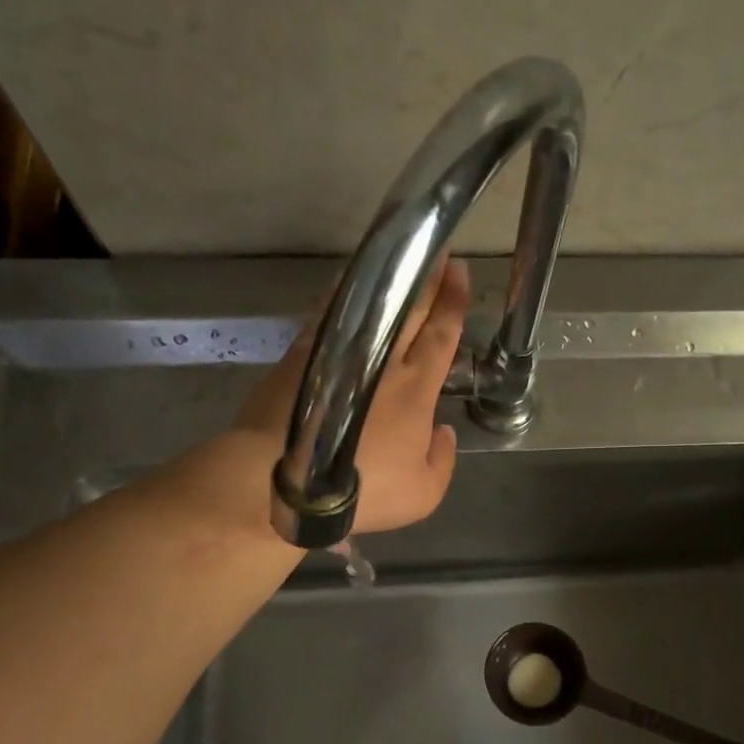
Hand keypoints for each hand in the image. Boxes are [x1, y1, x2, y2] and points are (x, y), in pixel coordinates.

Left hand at [234, 257, 469, 533]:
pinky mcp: (303, 355)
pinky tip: (348, 284)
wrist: (284, 483)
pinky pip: (329, 314)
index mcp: (416, 389)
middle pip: (409, 309)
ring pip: (369, 304)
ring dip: (387, 279)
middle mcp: (382, 361)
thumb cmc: (363, 492)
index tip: (459, 270)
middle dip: (427, 278)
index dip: (453, 302)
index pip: (440, 335)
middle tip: (437, 249)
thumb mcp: (423, 494)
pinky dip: (342, 295)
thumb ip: (442, 460)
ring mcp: (339, 353)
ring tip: (399, 256)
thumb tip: (441, 431)